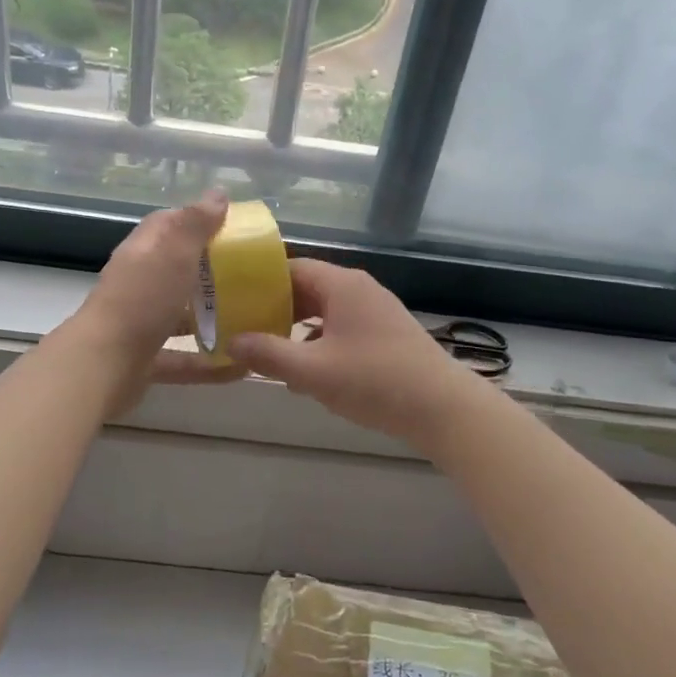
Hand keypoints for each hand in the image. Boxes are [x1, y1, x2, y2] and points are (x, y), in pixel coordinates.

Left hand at [68, 192, 243, 415]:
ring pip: (178, 315)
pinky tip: (240, 367)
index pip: (167, 225)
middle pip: (174, 270)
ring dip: (209, 317)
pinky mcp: (145, 361)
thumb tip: (218, 192)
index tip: (231, 227)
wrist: (103, 365)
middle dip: (209, 271)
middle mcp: (137, 284)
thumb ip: (196, 224)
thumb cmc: (142, 300)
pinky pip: (183, 359)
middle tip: (249, 275)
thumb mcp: (174, 253)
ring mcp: (139, 323)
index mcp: (142, 252)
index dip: (196, 221)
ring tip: (250, 319)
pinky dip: (209, 364)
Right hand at [230, 259, 472, 444]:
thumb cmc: (375, 381)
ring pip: (325, 312)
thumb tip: (232, 341)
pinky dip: (320, 343)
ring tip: (268, 352)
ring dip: (297, 330)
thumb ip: (269, 355)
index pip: (292, 268)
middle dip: (276, 309)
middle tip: (244, 329)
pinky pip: (342, 329)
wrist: (443, 408)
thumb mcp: (313, 371)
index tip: (234, 301)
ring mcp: (376, 312)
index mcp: (342, 285)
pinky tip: (306, 373)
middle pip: (308, 289)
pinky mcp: (386, 335)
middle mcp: (360, 290)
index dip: (260, 283)